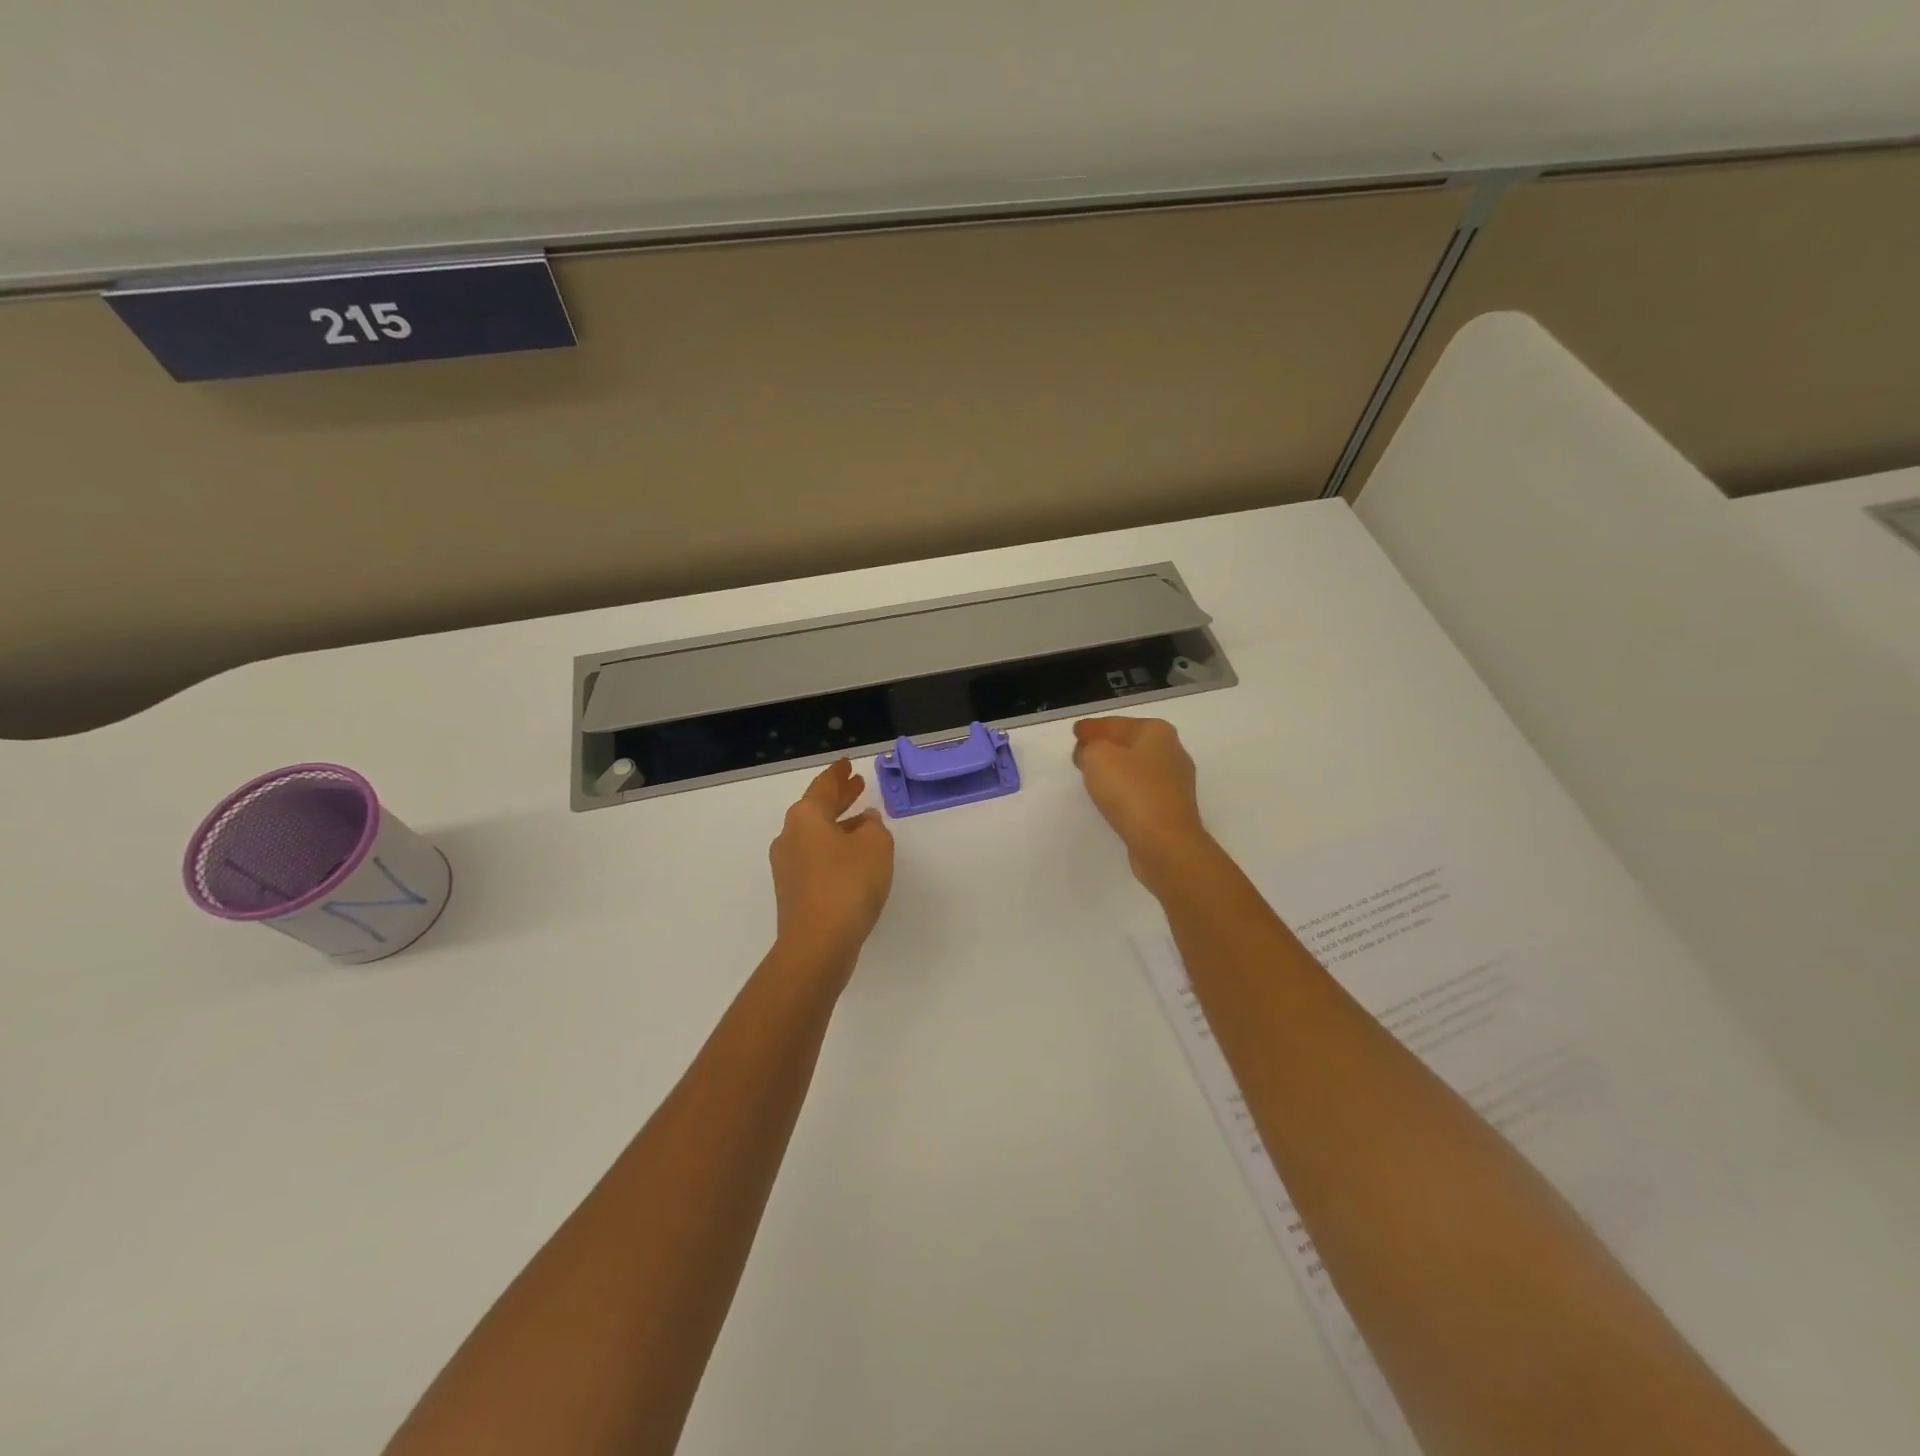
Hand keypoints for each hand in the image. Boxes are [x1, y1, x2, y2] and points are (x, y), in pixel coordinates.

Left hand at [768, 760, 895, 971]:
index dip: (838, 775)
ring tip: (864, 821)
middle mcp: (790, 836)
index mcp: (806, 816)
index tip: (847, 764)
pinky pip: (816, 858)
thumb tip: (865, 822)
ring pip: (817, 835)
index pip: (824, 786)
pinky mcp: (793, 891)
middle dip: (839, 797)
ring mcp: (788, 866)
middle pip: (817, 809)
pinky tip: (854, 857)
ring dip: (839, 825)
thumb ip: (874, 826)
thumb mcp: (876, 845)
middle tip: (857, 785)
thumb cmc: (848, 883)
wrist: (817, 943)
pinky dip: (834, 849)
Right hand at [1071, 717, 1210, 884]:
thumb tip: (1091, 752)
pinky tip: (1112, 800)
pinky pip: (1141, 792)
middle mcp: (1172, 752)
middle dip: (1105, 747)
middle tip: (1081, 755)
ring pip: (1136, 769)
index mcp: (1157, 731)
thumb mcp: (1097, 757)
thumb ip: (1089, 747)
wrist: (1165, 843)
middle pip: (1129, 743)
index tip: (1076, 733)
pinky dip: (1125, 791)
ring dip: (1115, 770)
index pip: (1116, 723)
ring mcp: (1175, 783)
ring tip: (1092, 777)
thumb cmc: (1131, 791)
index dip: (1092, 727)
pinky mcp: (1172, 810)